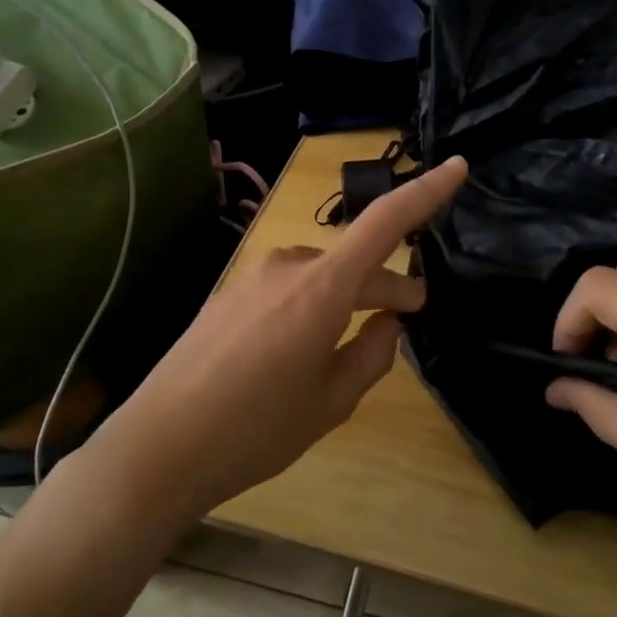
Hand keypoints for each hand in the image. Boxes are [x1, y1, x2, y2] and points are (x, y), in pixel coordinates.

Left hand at [84, 157, 468, 523]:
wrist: (157, 449)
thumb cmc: (255, 430)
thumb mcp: (331, 402)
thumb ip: (372, 355)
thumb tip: (388, 322)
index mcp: (320, 288)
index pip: (384, 223)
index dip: (426, 192)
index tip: (458, 167)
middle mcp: (287, 267)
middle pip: (354, 260)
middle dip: (388, 283)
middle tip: (412, 310)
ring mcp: (252, 278)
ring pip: (321, 276)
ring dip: (348, 296)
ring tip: (360, 336)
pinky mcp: (228, 295)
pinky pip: (288, 288)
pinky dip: (314, 304)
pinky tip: (308, 344)